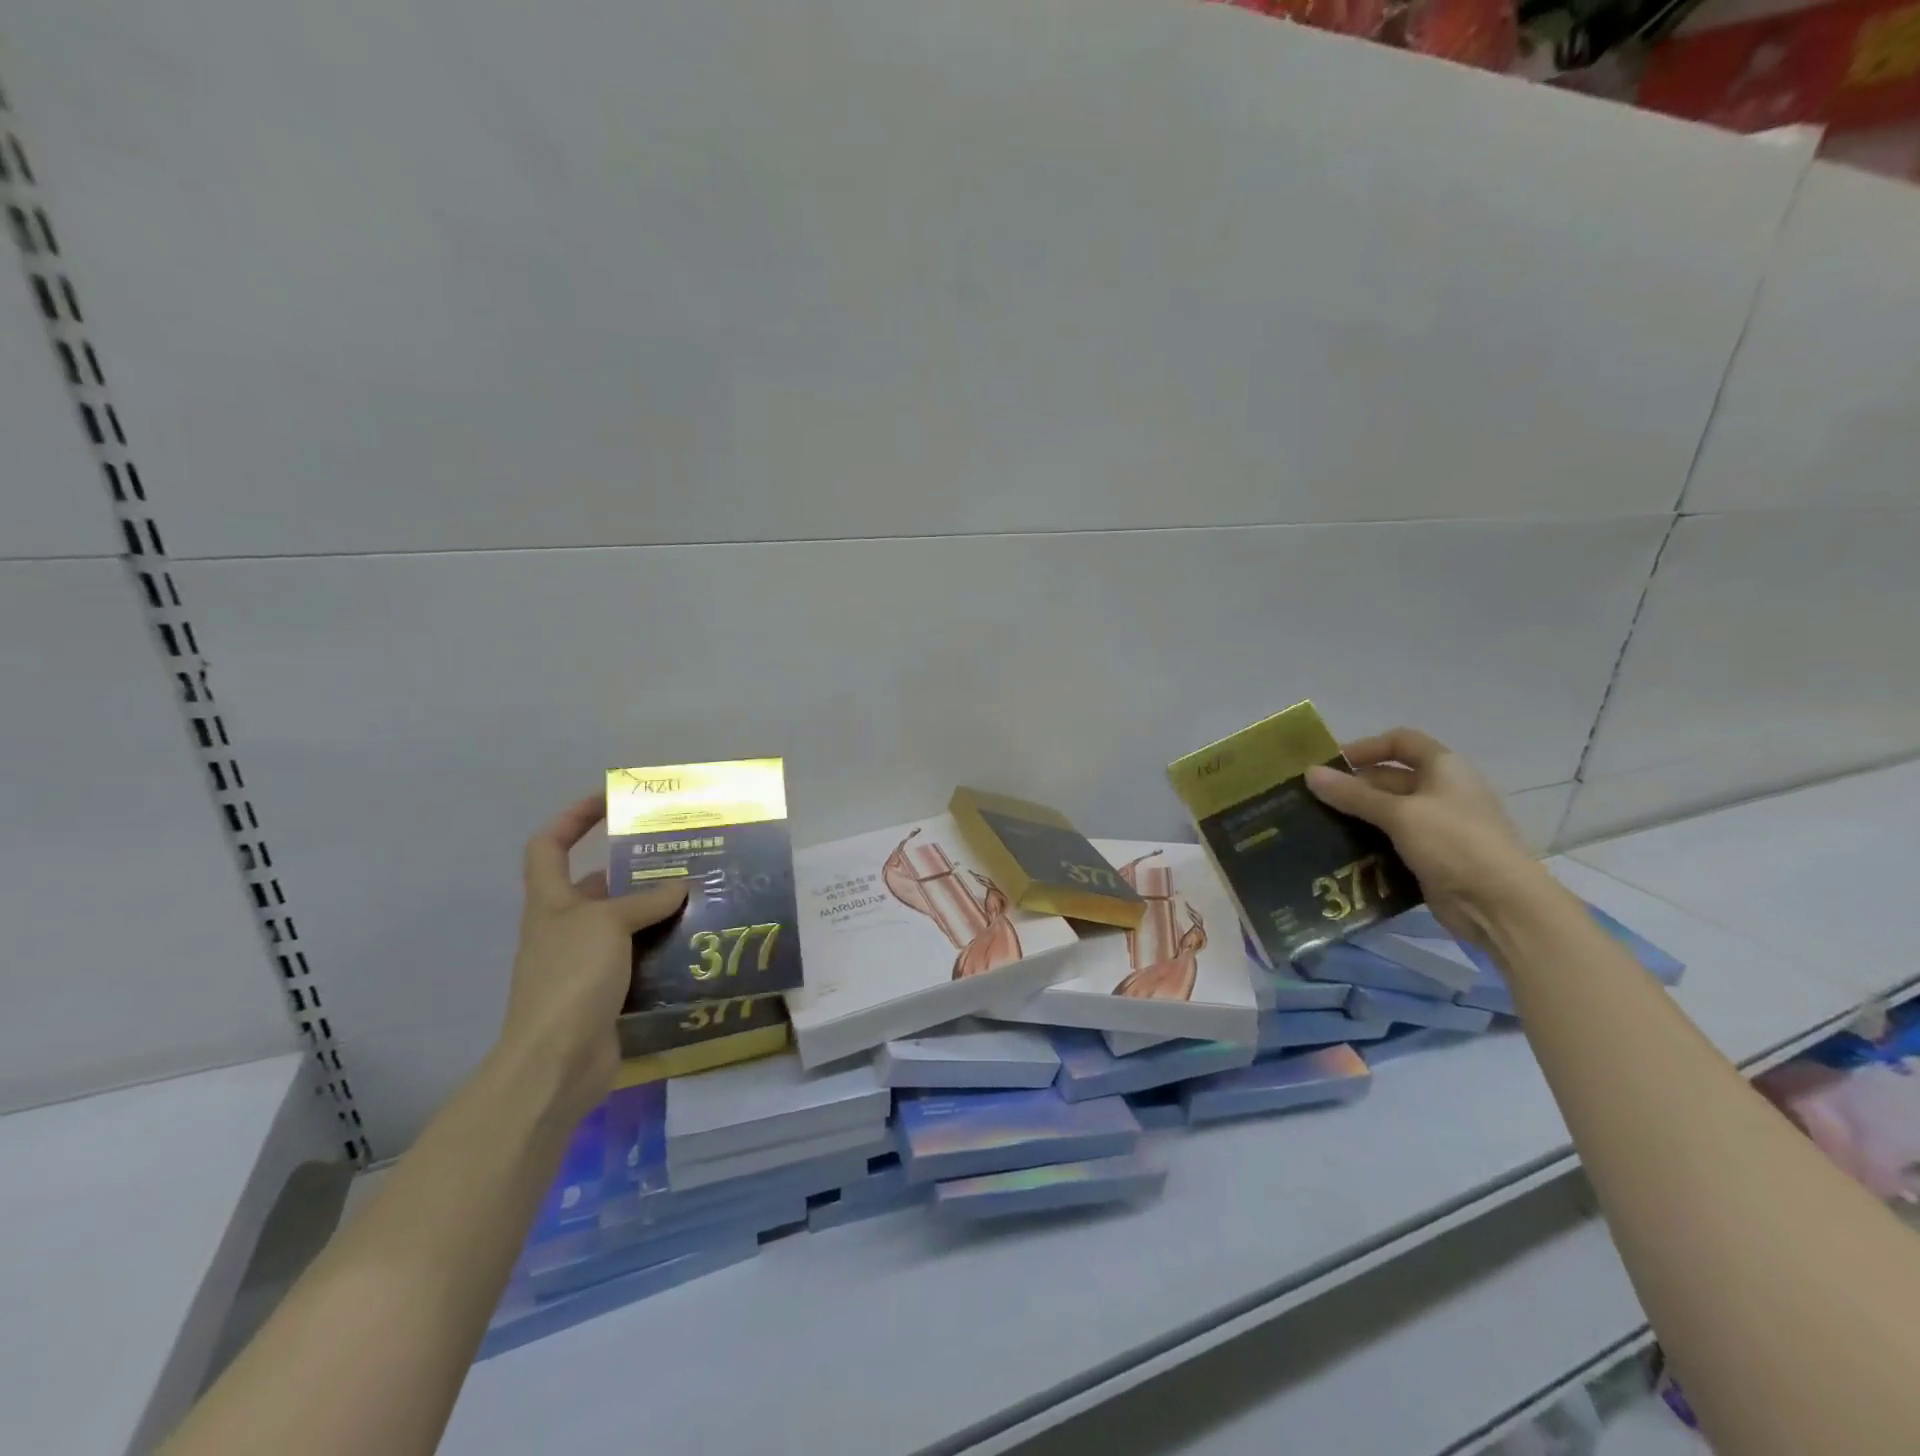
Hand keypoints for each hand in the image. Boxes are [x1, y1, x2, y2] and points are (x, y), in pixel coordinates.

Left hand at [501, 796, 687, 1120]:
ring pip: (624, 924)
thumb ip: (645, 901)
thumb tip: (680, 887)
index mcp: (551, 902)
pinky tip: (696, 944)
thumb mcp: (608, 925)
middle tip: (684, 857)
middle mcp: (564, 927)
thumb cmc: (571, 978)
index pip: (548, 845)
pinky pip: (639, 959)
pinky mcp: (606, 993)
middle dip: (636, 870)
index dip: (573, 817)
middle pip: (597, 885)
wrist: (556, 1062)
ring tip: (701, 897)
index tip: (611, 801)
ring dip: (657, 912)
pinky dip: (663, 950)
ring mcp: (584, 963)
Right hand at [1305, 727, 1545, 947]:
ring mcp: (1438, 826)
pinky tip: (1340, 853)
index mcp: (1444, 768)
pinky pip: (1392, 842)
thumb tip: (1309, 772)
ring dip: (1357, 817)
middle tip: (1313, 801)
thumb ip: (1353, 794)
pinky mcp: (1432, 857)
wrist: (1500, 905)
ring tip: (1318, 826)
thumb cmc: (1454, 843)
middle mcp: (1442, 792)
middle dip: (1353, 787)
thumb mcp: (1399, 814)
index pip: (1401, 742)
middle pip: (1390, 779)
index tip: (1332, 765)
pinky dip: (1368, 844)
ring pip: (1388, 813)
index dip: (1367, 747)